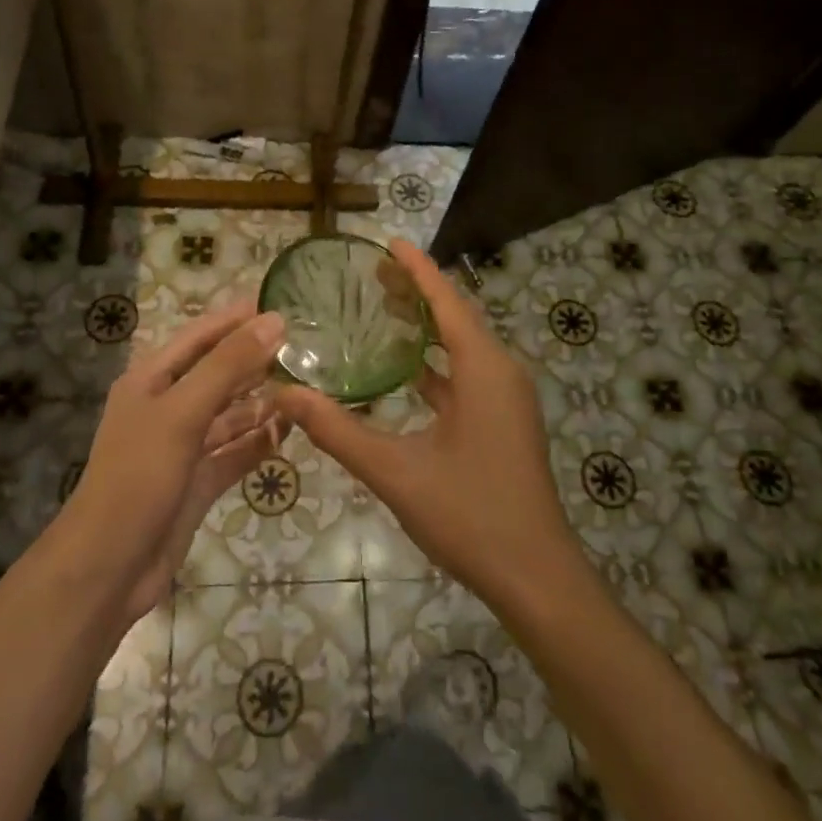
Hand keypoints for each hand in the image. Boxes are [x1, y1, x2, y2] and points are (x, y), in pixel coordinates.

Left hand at [61, 301, 286, 619]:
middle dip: (255, 359)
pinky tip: (291, 432)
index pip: (199, 336)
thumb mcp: (183, 412)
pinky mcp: (197, 483)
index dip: (235, 318)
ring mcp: (183, 448)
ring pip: (229, 415)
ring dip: (262, 402)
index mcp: (151, 380)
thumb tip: (274, 320)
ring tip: (306, 386)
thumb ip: (228, 365)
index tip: (278, 302)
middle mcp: (167, 408)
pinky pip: (234, 453)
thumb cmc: (138, 476)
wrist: (107, 568)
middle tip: (304, 344)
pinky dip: (259, 443)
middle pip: (217, 373)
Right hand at [273, 242, 587, 612]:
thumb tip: (284, 394)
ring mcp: (506, 400)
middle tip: (372, 275)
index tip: (388, 242)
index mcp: (483, 369)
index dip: (417, 269)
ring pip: (462, 347)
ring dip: (427, 328)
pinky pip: (467, 376)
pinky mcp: (504, 423)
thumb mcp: (395, 471)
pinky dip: (436, 364)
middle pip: (456, 317)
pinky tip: (405, 373)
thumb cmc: (470, 515)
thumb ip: (338, 431)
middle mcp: (500, 373)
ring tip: (384, 311)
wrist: (536, 578)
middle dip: (417, 292)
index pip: (446, 301)